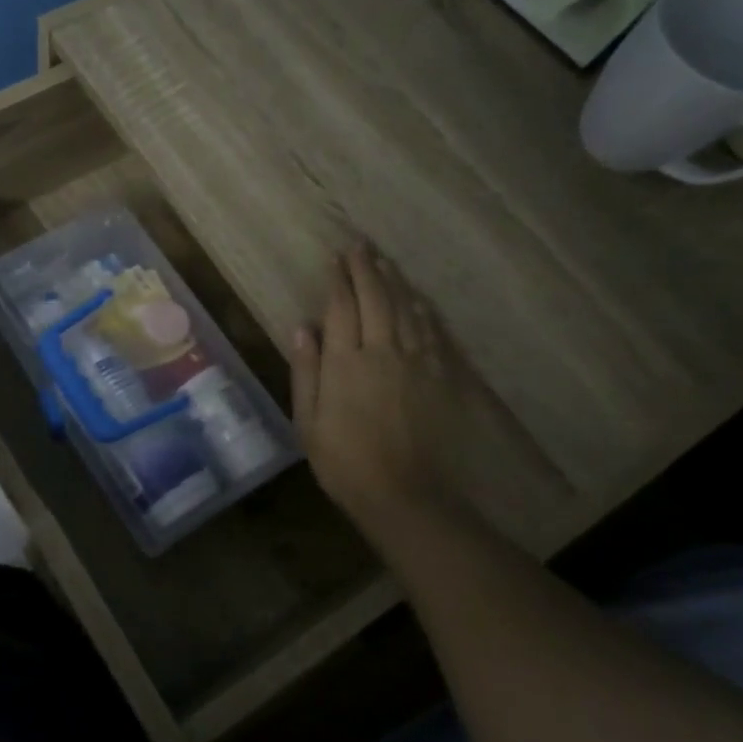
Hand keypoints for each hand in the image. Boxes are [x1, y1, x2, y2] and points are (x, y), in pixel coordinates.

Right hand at [289, 247, 463, 538]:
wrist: (405, 494)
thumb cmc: (344, 462)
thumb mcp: (307, 421)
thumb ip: (306, 370)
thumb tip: (302, 327)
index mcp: (345, 362)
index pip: (342, 308)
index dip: (338, 280)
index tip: (335, 259)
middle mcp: (382, 351)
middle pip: (376, 298)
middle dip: (366, 269)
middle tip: (359, 247)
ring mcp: (415, 363)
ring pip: (406, 309)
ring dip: (394, 282)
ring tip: (385, 262)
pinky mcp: (439, 377)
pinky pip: (431, 332)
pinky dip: (422, 310)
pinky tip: (418, 300)